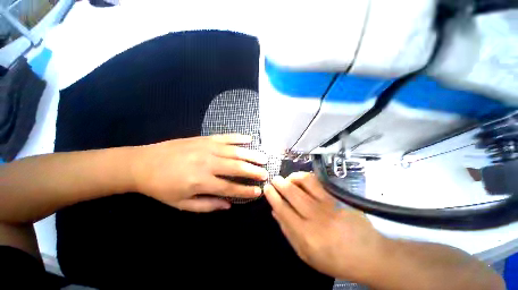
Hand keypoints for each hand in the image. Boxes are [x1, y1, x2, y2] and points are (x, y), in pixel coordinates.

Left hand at [132, 134, 268, 211]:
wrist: (142, 163)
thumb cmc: (161, 187)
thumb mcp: (181, 204)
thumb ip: (207, 205)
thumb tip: (228, 205)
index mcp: (200, 181)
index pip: (230, 187)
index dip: (246, 190)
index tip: (258, 192)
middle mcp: (207, 163)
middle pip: (236, 167)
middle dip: (254, 171)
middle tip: (266, 173)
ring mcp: (207, 147)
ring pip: (235, 151)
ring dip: (251, 154)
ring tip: (263, 158)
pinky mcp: (204, 138)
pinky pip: (226, 137)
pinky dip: (239, 138)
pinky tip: (250, 139)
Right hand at [264, 172, 383, 280]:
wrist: (369, 255)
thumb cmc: (334, 259)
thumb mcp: (306, 254)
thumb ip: (288, 232)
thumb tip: (275, 211)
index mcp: (306, 234)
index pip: (283, 208)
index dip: (272, 196)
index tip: (267, 188)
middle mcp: (316, 217)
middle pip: (292, 193)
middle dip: (280, 183)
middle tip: (274, 179)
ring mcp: (329, 204)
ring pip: (305, 182)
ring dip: (293, 177)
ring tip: (288, 178)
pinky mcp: (338, 198)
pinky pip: (319, 182)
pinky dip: (307, 177)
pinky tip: (302, 180)